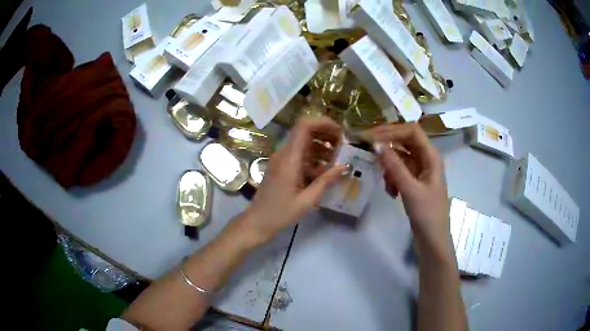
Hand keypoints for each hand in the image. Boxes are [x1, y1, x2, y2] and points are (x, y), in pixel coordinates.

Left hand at [241, 116, 347, 244]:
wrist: (257, 222)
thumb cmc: (281, 213)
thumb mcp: (307, 200)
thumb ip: (326, 180)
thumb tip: (345, 166)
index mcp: (289, 159)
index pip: (304, 126)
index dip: (323, 122)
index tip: (340, 132)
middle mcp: (284, 153)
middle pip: (305, 131)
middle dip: (325, 134)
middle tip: (341, 147)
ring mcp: (281, 159)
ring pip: (303, 142)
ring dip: (321, 145)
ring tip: (336, 159)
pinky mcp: (281, 166)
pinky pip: (299, 153)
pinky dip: (313, 156)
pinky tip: (324, 170)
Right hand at [369, 123, 449, 252]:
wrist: (433, 240)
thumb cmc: (427, 214)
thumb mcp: (410, 189)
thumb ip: (394, 166)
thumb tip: (378, 145)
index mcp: (431, 157)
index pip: (412, 131)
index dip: (393, 130)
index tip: (373, 137)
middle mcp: (426, 159)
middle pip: (405, 142)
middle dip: (388, 146)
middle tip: (369, 149)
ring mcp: (420, 171)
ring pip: (401, 158)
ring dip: (390, 166)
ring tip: (386, 183)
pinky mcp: (414, 182)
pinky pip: (400, 172)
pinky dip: (392, 178)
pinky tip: (391, 193)